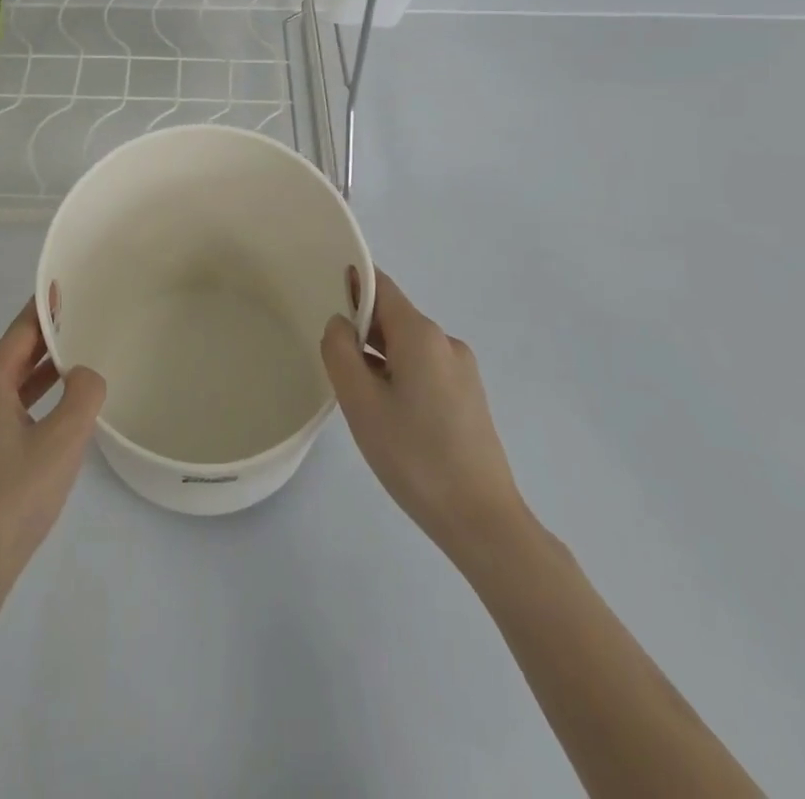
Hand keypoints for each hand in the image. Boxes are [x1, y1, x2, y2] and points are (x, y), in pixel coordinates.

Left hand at [0, 300, 105, 606]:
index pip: (20, 332)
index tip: (65, 285)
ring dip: (36, 376)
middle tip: (81, 323)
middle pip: (11, 357)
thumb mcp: (64, 442)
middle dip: (46, 341)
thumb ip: (83, 394)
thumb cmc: (15, 499)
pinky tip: (47, 416)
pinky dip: (24, 403)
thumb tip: (82, 374)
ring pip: (4, 388)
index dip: (46, 308)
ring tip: (72, 364)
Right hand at [321, 272, 523, 560]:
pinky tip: (388, 416)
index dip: (352, 283)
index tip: (323, 292)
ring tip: (358, 399)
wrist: (482, 521)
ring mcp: (462, 371)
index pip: (381, 287)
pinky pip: (425, 370)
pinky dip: (399, 377)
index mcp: (421, 334)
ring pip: (408, 348)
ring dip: (379, 359)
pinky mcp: (469, 398)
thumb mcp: (360, 402)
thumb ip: (340, 352)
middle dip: (361, 330)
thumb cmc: (414, 456)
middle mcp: (446, 342)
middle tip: (332, 361)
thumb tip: (340, 324)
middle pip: (394, 318)